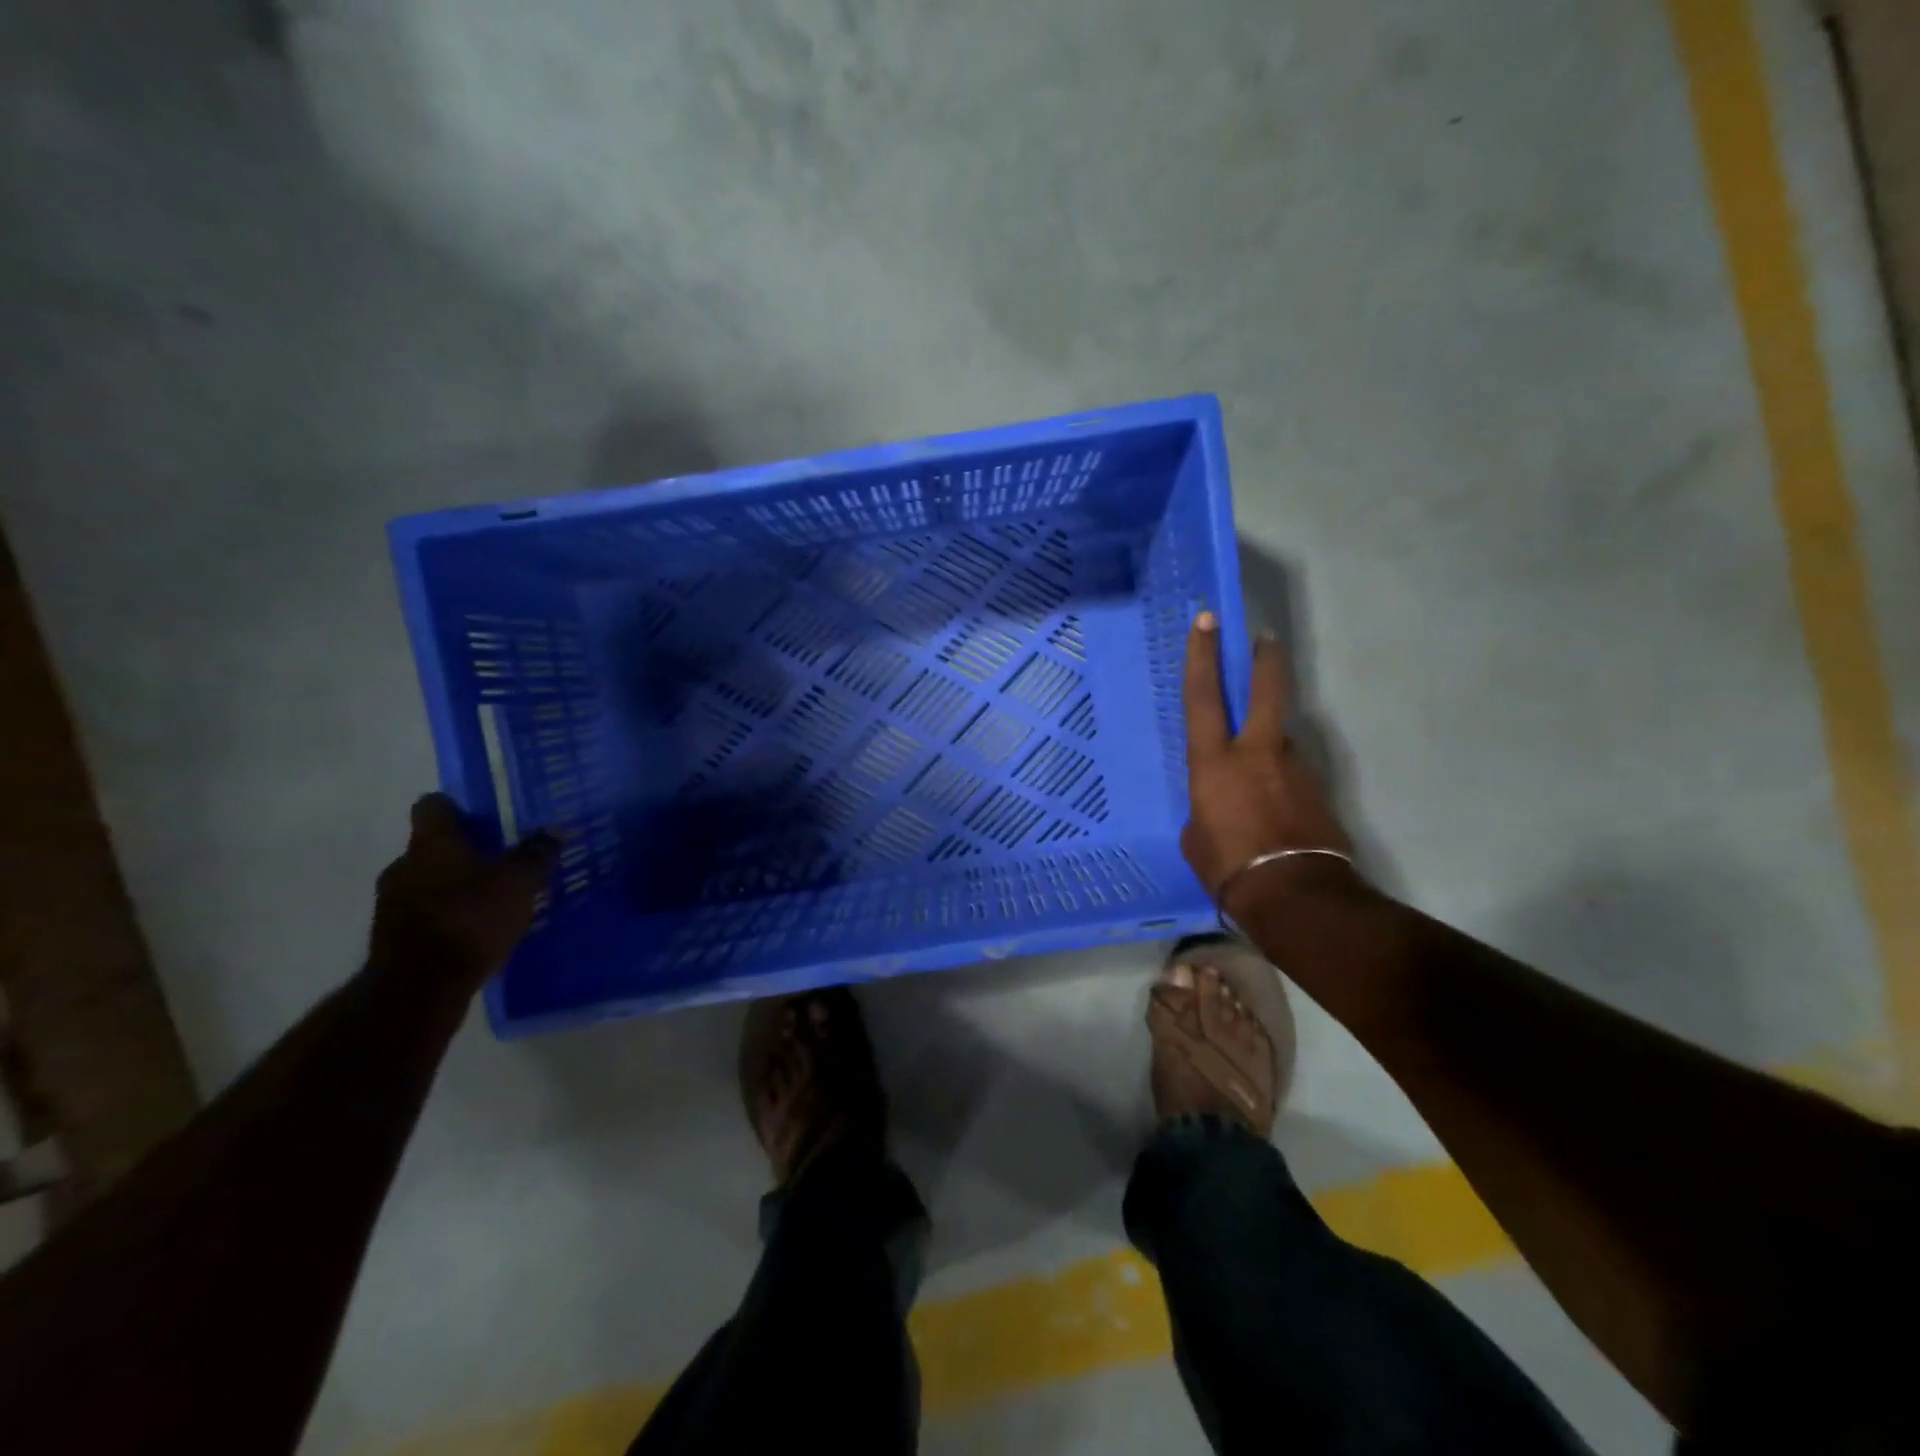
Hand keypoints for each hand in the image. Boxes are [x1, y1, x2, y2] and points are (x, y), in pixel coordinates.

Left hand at [369, 795, 559, 995]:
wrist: (418, 988)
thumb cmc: (470, 919)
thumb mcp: (519, 883)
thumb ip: (537, 854)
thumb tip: (556, 828)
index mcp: (431, 843)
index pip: (433, 806)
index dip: (458, 806)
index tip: (486, 815)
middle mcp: (404, 865)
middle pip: (432, 846)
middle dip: (464, 850)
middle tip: (502, 859)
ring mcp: (392, 903)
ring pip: (428, 880)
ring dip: (455, 885)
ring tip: (494, 898)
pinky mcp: (393, 937)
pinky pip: (425, 912)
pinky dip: (448, 914)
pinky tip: (477, 929)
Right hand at [1182, 612, 1352, 911]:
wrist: (1294, 895)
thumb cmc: (1227, 866)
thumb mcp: (1196, 836)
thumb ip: (1205, 807)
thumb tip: (1221, 802)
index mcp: (1215, 762)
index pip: (1204, 697)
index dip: (1202, 656)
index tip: (1207, 622)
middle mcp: (1257, 753)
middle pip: (1265, 691)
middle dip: (1265, 661)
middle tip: (1266, 639)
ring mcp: (1294, 768)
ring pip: (1280, 739)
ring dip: (1269, 747)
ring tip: (1255, 785)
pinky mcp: (1318, 789)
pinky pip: (1292, 774)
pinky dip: (1282, 781)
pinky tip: (1275, 811)